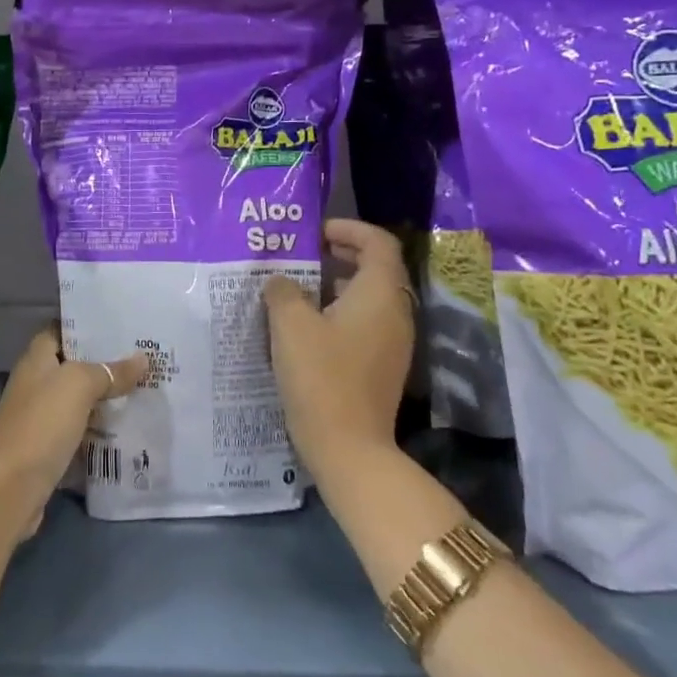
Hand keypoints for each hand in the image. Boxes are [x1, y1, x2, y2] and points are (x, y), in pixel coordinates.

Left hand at [0, 325, 148, 537]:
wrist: (9, 489)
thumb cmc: (41, 424)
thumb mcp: (78, 386)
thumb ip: (109, 371)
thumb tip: (142, 359)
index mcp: (36, 360)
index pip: (60, 330)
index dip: (87, 325)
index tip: (122, 324)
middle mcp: (36, 384)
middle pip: (73, 366)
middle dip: (106, 363)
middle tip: (145, 358)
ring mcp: (41, 418)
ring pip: (79, 401)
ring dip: (106, 398)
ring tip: (146, 389)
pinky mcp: (48, 449)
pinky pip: (80, 431)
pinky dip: (100, 430)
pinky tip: (128, 429)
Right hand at [263, 219, 415, 478]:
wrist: (348, 448)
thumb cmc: (320, 376)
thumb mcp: (290, 325)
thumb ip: (283, 291)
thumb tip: (281, 281)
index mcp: (380, 293)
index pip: (378, 242)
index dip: (349, 228)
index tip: (316, 233)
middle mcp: (395, 312)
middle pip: (376, 268)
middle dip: (341, 255)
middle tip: (304, 255)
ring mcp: (393, 342)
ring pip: (369, 298)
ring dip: (338, 285)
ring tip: (297, 289)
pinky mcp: (382, 366)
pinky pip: (365, 324)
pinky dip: (340, 312)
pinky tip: (306, 327)